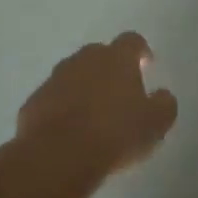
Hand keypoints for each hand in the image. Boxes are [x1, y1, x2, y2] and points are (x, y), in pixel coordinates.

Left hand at [17, 32, 178, 178]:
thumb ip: (164, 104)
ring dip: (84, 87)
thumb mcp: (155, 124)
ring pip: (73, 74)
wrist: (58, 156)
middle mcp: (84, 60)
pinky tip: (69, 130)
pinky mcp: (34, 101)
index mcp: (116, 59)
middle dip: (110, 68)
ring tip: (93, 114)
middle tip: (119, 92)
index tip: (146, 64)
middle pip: (99, 54)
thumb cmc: (115, 134)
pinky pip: (53, 98)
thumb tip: (162, 95)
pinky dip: (62, 107)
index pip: (132, 41)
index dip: (140, 51)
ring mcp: (54, 79)